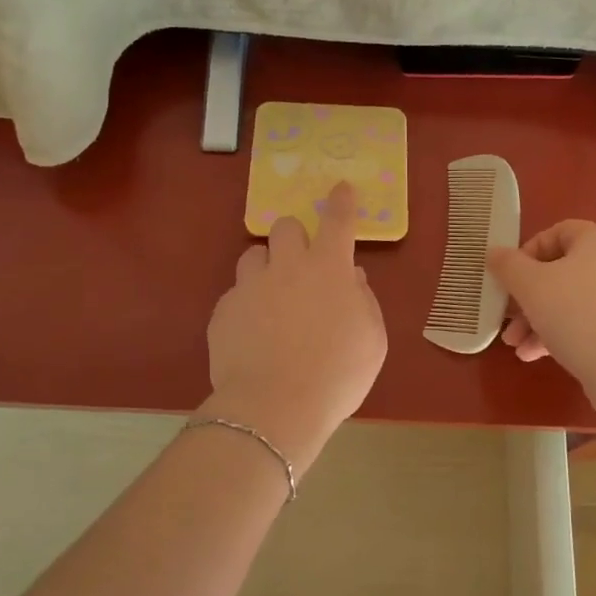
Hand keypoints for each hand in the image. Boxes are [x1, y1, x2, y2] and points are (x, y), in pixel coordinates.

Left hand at [204, 181, 386, 470]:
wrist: (275, 407)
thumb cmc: (337, 374)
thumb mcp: (372, 340)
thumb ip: (363, 302)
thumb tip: (352, 279)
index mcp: (328, 269)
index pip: (338, 221)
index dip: (342, 201)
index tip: (341, 188)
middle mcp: (287, 267)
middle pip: (285, 227)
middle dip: (295, 237)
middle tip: (302, 265)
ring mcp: (250, 287)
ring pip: (253, 256)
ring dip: (266, 268)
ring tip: (273, 300)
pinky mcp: (223, 311)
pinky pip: (236, 295)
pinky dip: (247, 306)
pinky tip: (254, 336)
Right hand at [488, 221, 595, 383]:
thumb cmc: (575, 313)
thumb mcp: (529, 285)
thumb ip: (507, 265)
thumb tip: (494, 253)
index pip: (558, 233)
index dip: (528, 251)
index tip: (510, 276)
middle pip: (561, 272)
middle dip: (527, 297)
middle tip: (506, 319)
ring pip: (573, 301)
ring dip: (538, 320)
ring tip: (516, 346)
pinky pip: (590, 323)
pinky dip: (562, 334)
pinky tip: (535, 356)